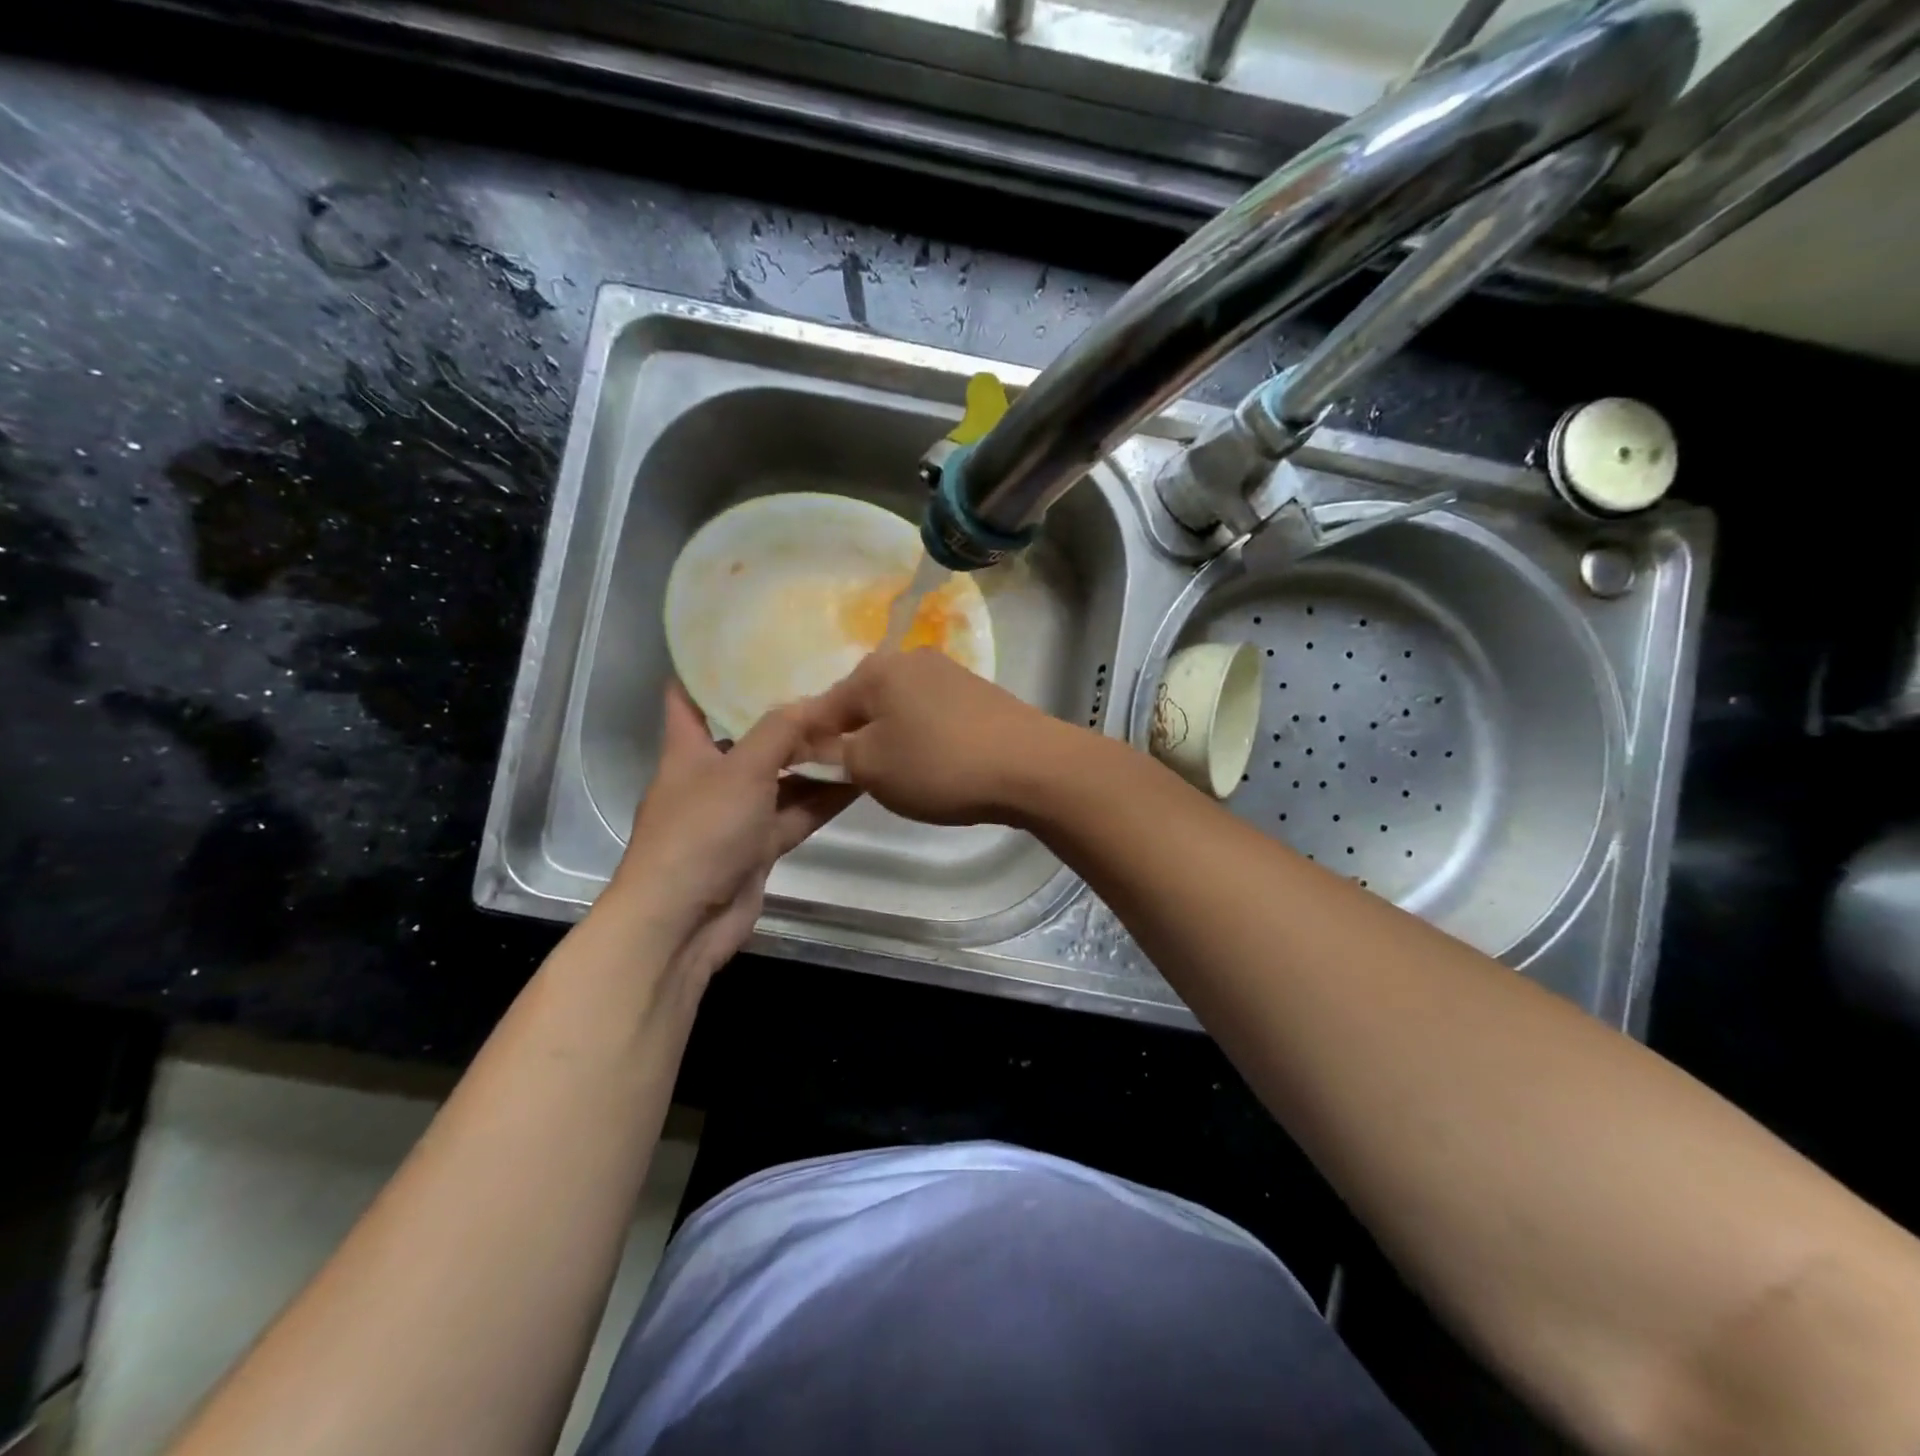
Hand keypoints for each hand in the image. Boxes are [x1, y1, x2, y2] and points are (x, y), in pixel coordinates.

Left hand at [608, 685, 854, 988]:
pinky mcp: (758, 847)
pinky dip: (822, 799)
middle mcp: (711, 776)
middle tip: (830, 685)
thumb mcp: (740, 769)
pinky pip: (795, 813)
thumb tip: (815, 702)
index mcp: (688, 749)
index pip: (688, 696)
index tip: (750, 643)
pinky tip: (859, 778)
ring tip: (857, 728)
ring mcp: (736, 814)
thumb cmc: (699, 832)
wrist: (683, 922)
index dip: (710, 669)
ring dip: (813, 761)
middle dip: (785, 716)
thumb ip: (779, 731)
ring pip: (780, 778)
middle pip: (749, 737)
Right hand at [799, 649, 1070, 825]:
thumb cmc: (940, 764)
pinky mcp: (978, 694)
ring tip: (899, 777)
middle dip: (854, 740)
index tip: (808, 776)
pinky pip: (931, 716)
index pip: (822, 707)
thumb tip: (816, 748)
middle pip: (863, 704)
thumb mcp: (871, 767)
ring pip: (898, 710)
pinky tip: (935, 765)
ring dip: (889, 740)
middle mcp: (910, 659)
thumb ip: (833, 756)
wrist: (1032, 766)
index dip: (810, 744)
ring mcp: (949, 673)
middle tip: (857, 780)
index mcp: (876, 670)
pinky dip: (923, 739)